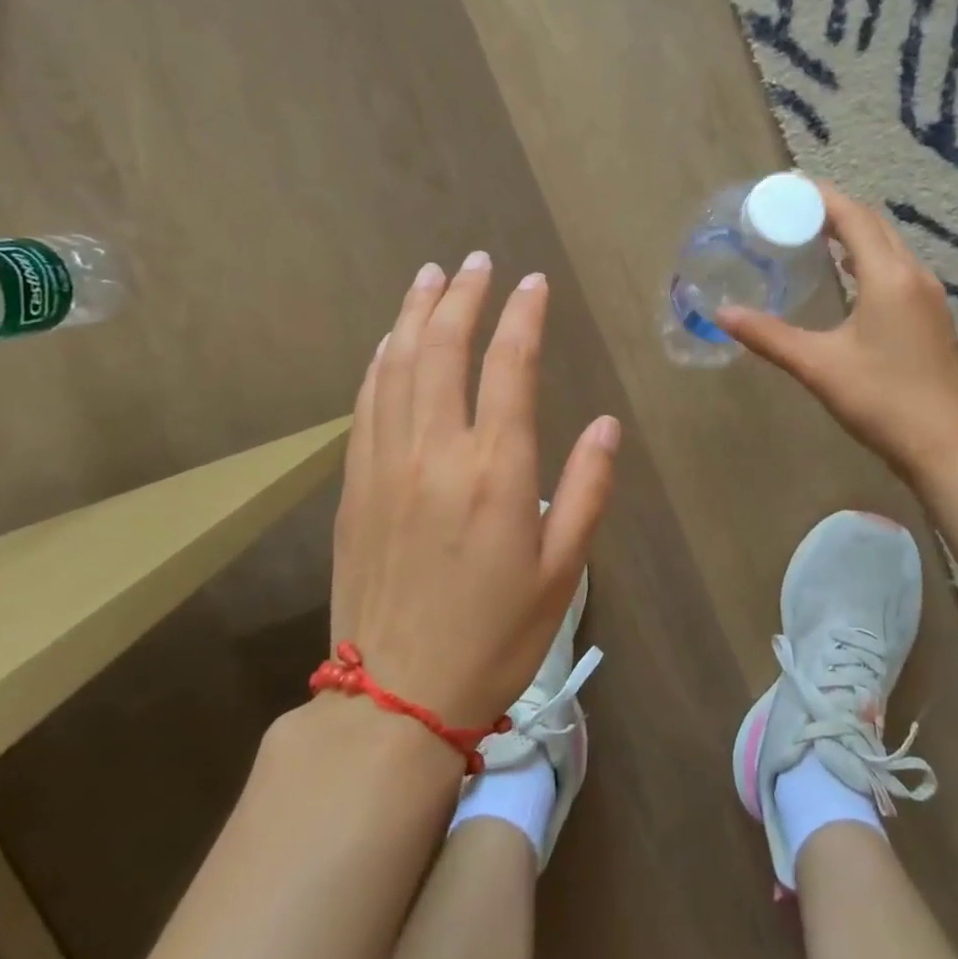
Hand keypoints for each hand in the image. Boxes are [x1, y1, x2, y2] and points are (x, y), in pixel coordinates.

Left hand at [330, 254, 620, 732]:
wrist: (396, 697)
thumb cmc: (495, 636)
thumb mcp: (564, 570)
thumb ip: (586, 489)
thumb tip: (603, 425)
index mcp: (495, 471)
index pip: (509, 366)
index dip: (523, 316)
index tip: (533, 283)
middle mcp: (436, 452)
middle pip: (443, 349)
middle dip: (463, 296)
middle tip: (477, 261)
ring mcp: (386, 464)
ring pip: (397, 366)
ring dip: (415, 313)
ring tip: (431, 276)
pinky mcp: (354, 484)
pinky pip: (366, 403)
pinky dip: (380, 361)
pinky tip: (390, 340)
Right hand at [715, 184, 957, 484]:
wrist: (945, 446)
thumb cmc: (881, 400)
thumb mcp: (818, 366)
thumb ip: (768, 336)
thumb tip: (722, 314)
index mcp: (888, 277)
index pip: (852, 217)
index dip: (819, 197)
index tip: (784, 188)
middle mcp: (914, 275)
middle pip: (874, 225)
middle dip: (834, 210)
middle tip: (791, 210)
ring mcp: (929, 296)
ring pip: (889, 246)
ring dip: (854, 232)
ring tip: (813, 234)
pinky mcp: (932, 316)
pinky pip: (898, 268)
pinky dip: (869, 257)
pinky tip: (849, 275)